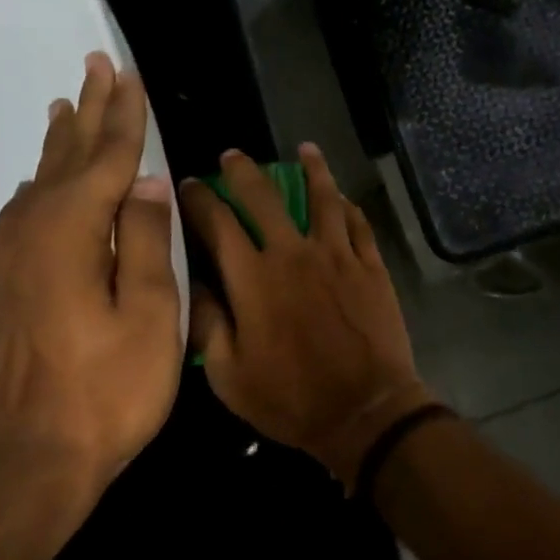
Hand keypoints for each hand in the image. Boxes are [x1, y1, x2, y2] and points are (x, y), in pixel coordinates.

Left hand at [0, 52, 182, 522]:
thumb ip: (145, 240)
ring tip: (67, 107)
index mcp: (71, 232)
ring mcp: (8, 261)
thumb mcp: (149, 314)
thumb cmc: (107, 390)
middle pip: (66, 157)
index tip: (127, 73)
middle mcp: (31, 233)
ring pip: (39, 181)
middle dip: (87, 110)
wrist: (29, 465)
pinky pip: (23, 212)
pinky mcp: (0, 287)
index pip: (106, 158)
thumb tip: (144, 182)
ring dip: (60, 142)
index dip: (123, 115)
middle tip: (95, 65)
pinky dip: (41, 182)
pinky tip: (44, 182)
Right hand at [180, 144, 436, 490]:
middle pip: (264, 197)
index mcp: (253, 278)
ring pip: (323, 198)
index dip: (199, 200)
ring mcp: (337, 255)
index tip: (188, 184)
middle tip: (232, 155)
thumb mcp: (229, 375)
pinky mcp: (370, 265)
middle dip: (243, 172)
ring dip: (312, 169)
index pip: (217, 224)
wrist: (365, 410)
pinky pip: (358, 223)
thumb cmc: (290, 398)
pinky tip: (342, 196)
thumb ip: (207, 322)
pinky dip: (348, 205)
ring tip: (305, 149)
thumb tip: (191, 282)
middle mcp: (294, 254)